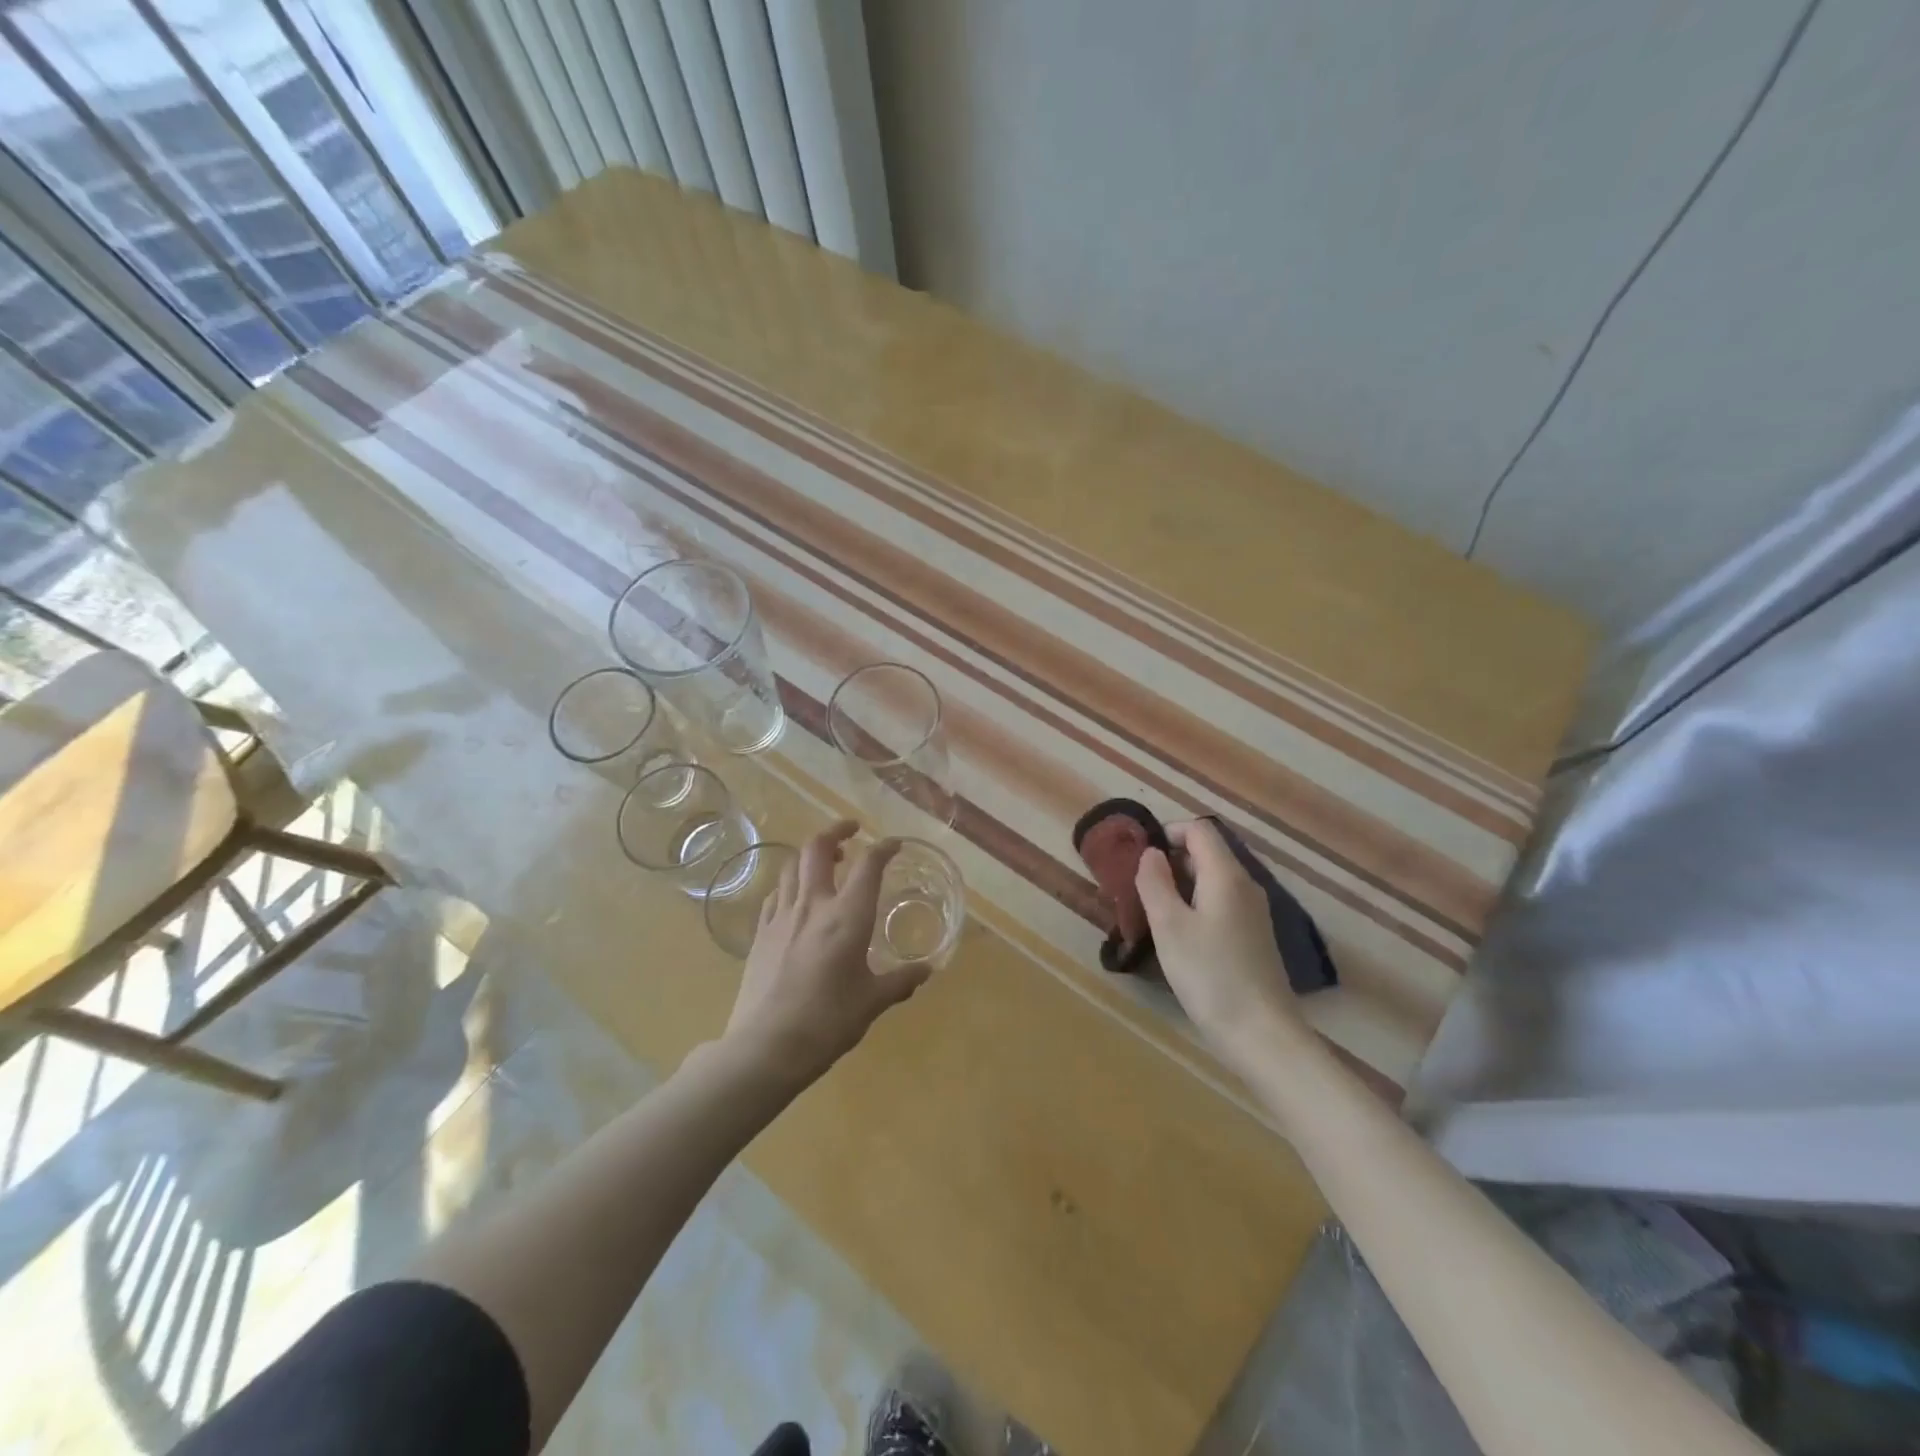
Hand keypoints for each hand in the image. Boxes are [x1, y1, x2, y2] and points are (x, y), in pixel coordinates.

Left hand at [723, 821, 933, 1086]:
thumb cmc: (828, 1021)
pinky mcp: (759, 933)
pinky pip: (775, 894)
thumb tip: (926, 970)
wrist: (766, 1046)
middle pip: (818, 848)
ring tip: (825, 862)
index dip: (883, 848)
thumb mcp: (872, 1002)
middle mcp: (813, 905)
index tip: (894, 845)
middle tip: (851, 831)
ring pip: (792, 865)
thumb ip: (900, 981)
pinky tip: (796, 899)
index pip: (868, 865)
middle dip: (836, 831)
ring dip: (810, 855)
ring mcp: (781, 916)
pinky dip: (790, 884)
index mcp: (847, 916)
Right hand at [1136, 819, 1307, 1070]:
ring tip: (1155, 913)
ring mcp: (1254, 913)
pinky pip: (1222, 903)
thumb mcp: (1169, 926)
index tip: (1141, 857)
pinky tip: (1181, 937)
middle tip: (1141, 888)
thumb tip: (1152, 853)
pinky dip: (1197, 906)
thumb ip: (1155, 883)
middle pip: (1208, 853)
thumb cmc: (1210, 974)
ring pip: (1213, 880)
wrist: (1261, 1034)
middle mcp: (1246, 886)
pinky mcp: (1255, 937)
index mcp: (1226, 875)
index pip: (1200, 830)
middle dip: (1171, 861)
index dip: (1169, 833)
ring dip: (1182, 886)